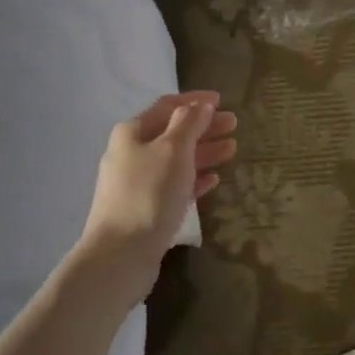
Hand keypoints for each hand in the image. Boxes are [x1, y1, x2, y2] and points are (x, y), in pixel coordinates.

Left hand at [80, 92, 237, 278]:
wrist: (120, 254)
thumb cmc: (148, 194)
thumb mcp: (172, 150)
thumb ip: (188, 123)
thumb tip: (200, 105)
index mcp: (132, 133)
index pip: (166, 106)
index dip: (194, 101)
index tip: (222, 99)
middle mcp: (130, 154)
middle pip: (172, 133)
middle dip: (203, 127)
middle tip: (234, 125)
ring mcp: (136, 184)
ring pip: (175, 161)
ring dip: (202, 153)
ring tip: (231, 150)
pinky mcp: (144, 211)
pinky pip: (173, 187)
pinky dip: (193, 180)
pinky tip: (212, 181)